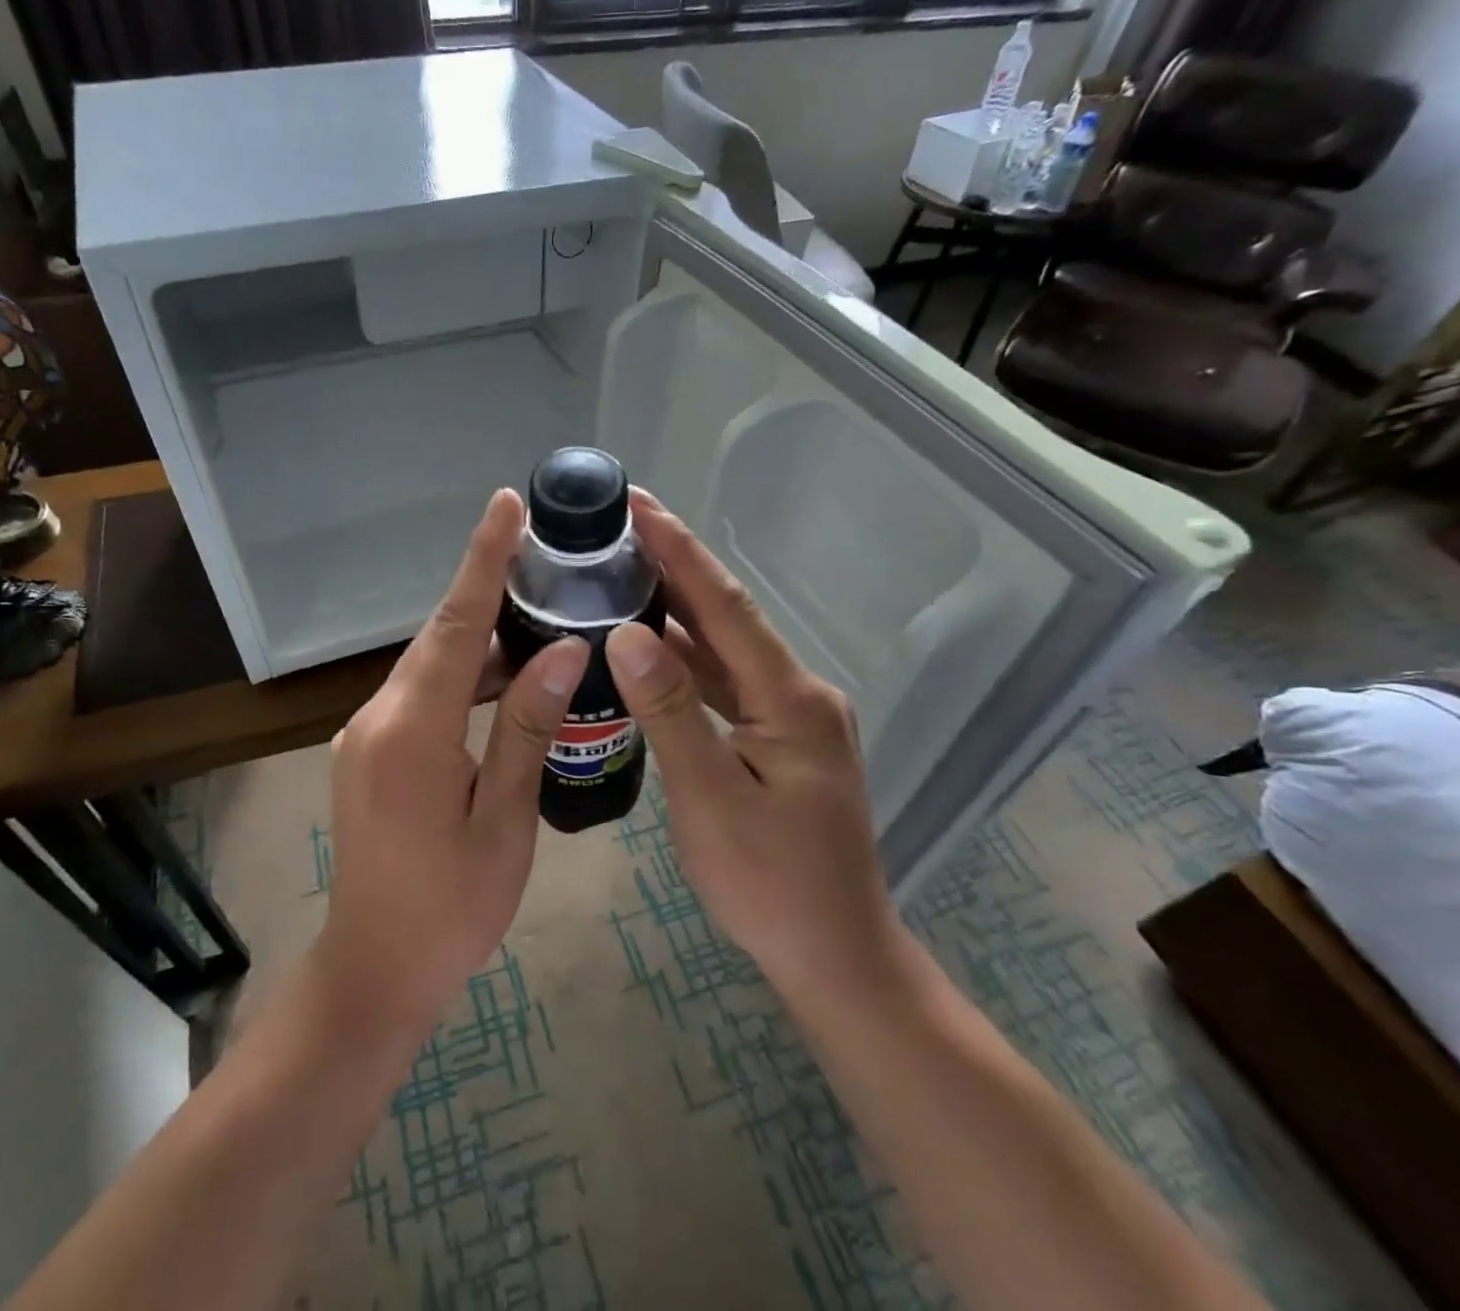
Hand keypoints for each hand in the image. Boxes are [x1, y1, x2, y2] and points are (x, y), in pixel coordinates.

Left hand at [321, 490, 588, 1032]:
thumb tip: (565, 650)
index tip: (506, 506)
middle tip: (545, 559)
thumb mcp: (504, 819)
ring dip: (481, 640)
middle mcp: (378, 717)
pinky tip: (506, 681)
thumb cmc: (451, 908)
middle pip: (441, 638)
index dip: (483, 561)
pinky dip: (464, 678)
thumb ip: (527, 727)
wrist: (375, 970)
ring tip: (541, 616)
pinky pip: (422, 695)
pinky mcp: (370, 752)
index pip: (455, 624)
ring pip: (432, 666)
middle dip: (488, 592)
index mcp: (411, 731)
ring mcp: (366, 734)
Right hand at [605, 493, 908, 1003]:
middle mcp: (800, 693)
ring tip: (626, 573)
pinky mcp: (783, 740)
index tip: (640, 504)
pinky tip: (652, 647)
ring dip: (680, 612)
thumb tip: (628, 632)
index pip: (726, 608)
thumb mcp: (710, 797)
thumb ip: (671, 710)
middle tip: (624, 526)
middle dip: (678, 568)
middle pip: (729, 620)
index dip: (681, 552)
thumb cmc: (770, 884)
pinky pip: (729, 685)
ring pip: (728, 652)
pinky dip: (689, 661)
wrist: (835, 954)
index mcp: (791, 699)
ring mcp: (794, 717)